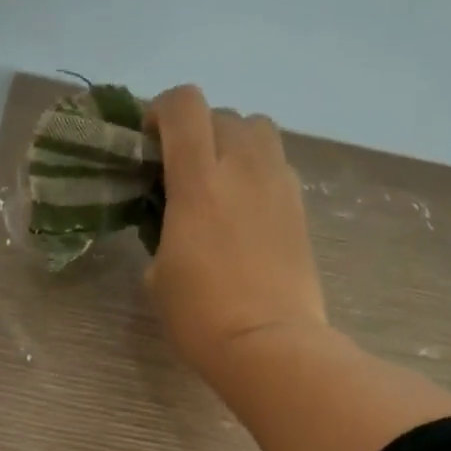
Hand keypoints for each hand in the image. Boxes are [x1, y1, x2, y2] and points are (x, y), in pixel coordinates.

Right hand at [144, 85, 326, 380]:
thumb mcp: (158, 274)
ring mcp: (279, 185)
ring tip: (220, 180)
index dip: (161, 109)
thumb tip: (175, 221)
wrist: (268, 344)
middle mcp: (243, 168)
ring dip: (234, 142)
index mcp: (198, 182)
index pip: (184, 106)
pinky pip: (277, 165)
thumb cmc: (200, 316)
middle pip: (223, 113)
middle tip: (183, 168)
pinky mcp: (300, 207)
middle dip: (197, 130)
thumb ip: (162, 231)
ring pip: (259, 130)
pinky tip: (246, 209)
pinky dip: (258, 171)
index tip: (149, 140)